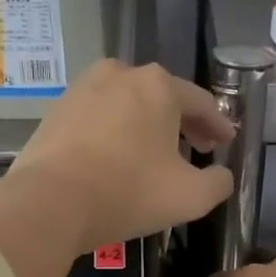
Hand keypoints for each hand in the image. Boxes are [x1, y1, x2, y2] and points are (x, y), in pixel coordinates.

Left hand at [0, 61, 233, 276]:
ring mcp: (83, 88)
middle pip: (163, 98)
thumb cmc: (127, 193)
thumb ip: (218, 183)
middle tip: (197, 148)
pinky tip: (117, 157)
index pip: (201, 103)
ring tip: (155, 154)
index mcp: (159, 86)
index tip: (227, 143)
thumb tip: (221, 175)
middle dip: (184, 123)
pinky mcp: (57, 110)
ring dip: (147, 126)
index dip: (219, 125)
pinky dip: (115, 133)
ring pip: (128, 105)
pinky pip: (99, 118)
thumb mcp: (190, 198)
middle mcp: (121, 74)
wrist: (48, 202)